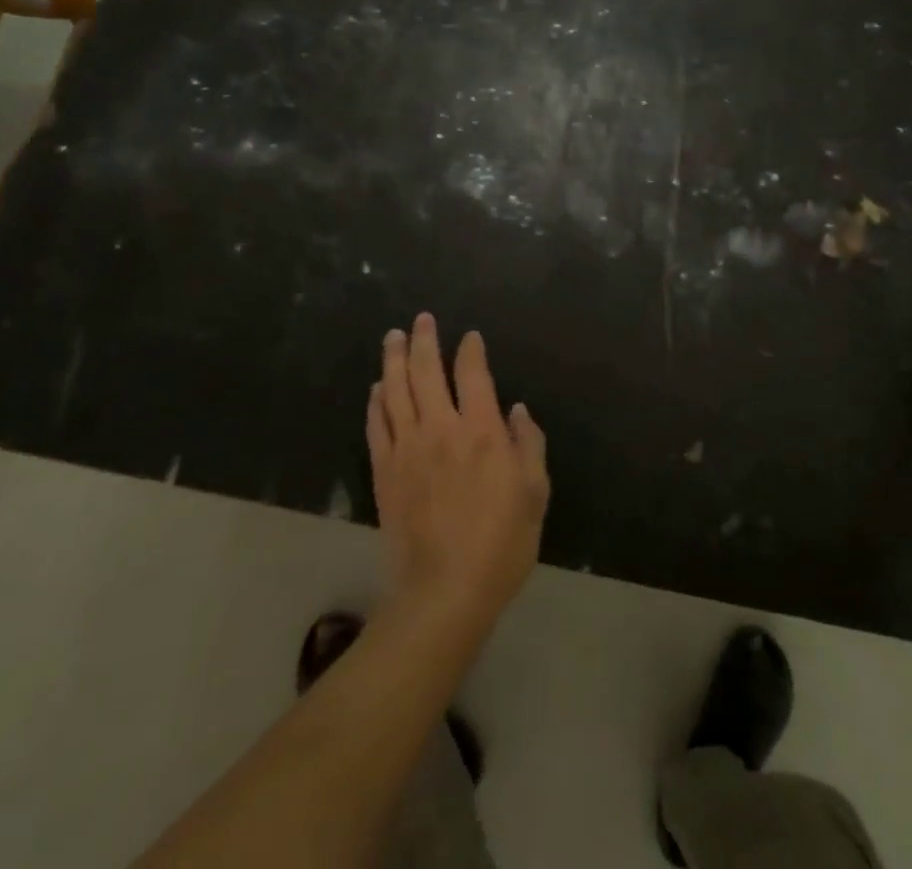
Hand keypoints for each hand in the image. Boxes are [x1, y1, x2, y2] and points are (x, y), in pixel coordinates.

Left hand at [367, 314, 549, 628]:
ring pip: (395, 391)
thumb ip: (528, 443)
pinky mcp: (384, 472)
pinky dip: (376, 401)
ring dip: (393, 360)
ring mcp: (407, 448)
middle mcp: (441, 428)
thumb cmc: (502, 542)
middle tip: (421, 320)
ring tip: (392, 337)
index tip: (470, 337)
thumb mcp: (535, 492)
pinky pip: (376, 425)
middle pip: (426, 371)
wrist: (446, 591)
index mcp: (482, 431)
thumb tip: (516, 409)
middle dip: (423, 340)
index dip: (471, 350)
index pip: (473, 374)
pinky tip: (377, 388)